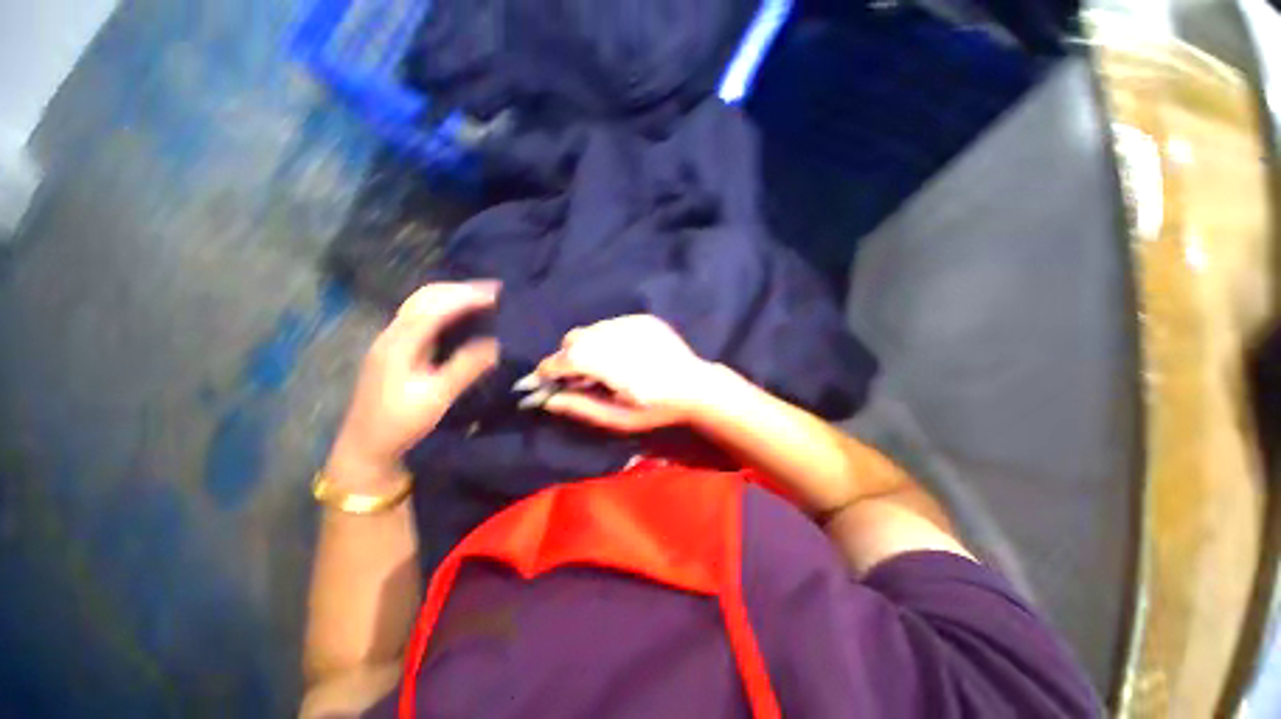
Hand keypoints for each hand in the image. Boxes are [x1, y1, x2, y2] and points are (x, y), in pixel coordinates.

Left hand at [327, 282, 499, 486]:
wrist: (366, 445)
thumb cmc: (401, 423)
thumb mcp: (437, 397)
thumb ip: (465, 368)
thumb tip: (496, 344)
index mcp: (400, 344)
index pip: (435, 308)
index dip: (466, 297)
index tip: (497, 294)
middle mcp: (392, 334)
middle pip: (425, 297)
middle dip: (459, 289)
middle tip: (494, 291)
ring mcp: (391, 340)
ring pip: (421, 304)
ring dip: (451, 295)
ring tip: (482, 297)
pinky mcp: (396, 348)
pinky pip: (421, 316)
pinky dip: (444, 307)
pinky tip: (460, 314)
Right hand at [530, 315, 714, 432]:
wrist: (697, 386)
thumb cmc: (657, 409)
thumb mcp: (618, 418)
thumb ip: (580, 407)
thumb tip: (546, 400)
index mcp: (608, 363)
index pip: (564, 360)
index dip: (547, 371)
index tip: (540, 382)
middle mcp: (615, 336)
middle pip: (574, 340)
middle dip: (567, 358)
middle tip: (576, 378)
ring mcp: (631, 323)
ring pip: (591, 330)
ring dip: (586, 347)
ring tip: (601, 366)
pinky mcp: (643, 319)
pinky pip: (611, 325)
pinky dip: (606, 338)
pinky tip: (621, 354)